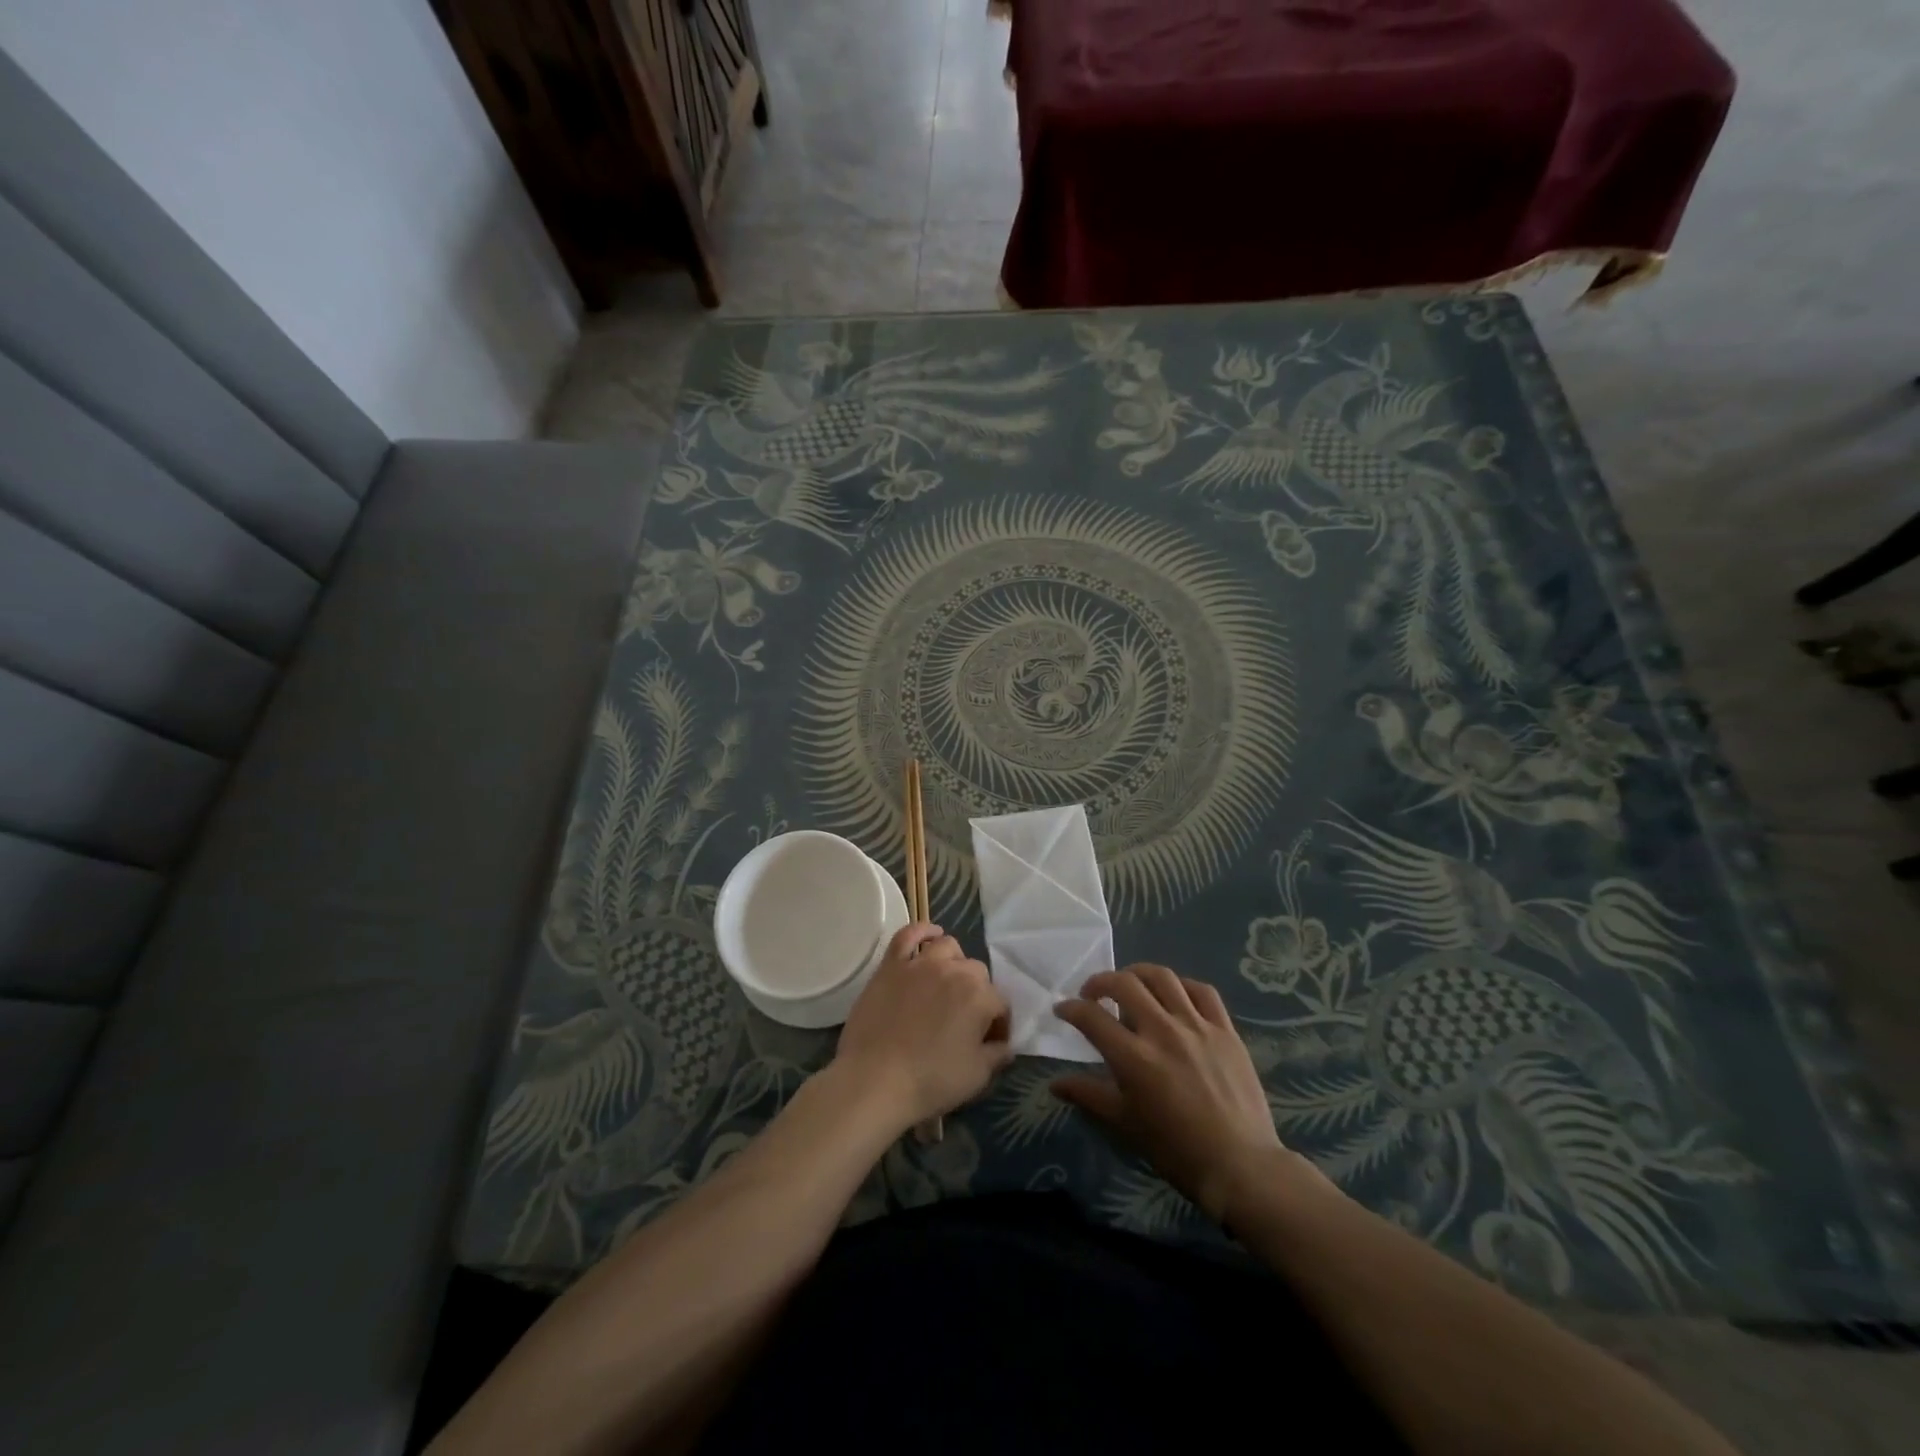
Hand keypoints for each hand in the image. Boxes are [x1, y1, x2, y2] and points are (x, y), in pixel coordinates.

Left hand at [834, 923, 1012, 1132]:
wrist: (875, 1079)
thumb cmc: (930, 1081)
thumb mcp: (976, 1076)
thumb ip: (997, 1056)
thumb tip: (1005, 1045)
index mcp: (980, 996)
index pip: (1000, 1004)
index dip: (998, 1025)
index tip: (990, 1044)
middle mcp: (954, 971)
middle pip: (976, 972)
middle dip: (978, 993)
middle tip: (966, 1019)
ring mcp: (920, 964)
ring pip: (948, 947)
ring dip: (954, 962)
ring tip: (948, 981)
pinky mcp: (891, 964)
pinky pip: (908, 935)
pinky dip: (922, 931)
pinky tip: (929, 935)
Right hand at [1053, 965, 1317, 1221]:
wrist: (1240, 1166)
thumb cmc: (1176, 1150)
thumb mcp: (1124, 1124)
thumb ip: (1088, 1095)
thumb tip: (1055, 1084)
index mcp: (1134, 1057)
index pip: (1091, 1017)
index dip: (1070, 1008)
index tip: (1062, 1009)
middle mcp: (1162, 1031)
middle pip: (1124, 984)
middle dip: (1100, 982)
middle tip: (1093, 994)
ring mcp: (1197, 1026)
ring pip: (1162, 977)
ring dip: (1138, 974)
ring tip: (1130, 985)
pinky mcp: (1225, 1029)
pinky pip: (1202, 991)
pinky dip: (1181, 985)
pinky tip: (1174, 995)